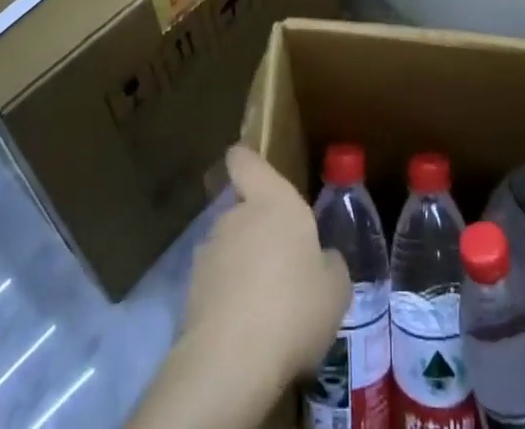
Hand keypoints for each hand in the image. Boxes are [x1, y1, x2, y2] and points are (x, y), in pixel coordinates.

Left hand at [182, 145, 352, 386]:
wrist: (231, 362)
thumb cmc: (294, 306)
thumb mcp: (335, 287)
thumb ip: (330, 263)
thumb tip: (322, 259)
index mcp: (273, 200)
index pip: (246, 161)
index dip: (245, 161)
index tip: (249, 169)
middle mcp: (236, 216)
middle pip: (241, 212)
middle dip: (255, 234)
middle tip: (279, 268)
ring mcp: (208, 255)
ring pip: (226, 252)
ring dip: (239, 270)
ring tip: (263, 309)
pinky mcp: (189, 296)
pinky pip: (214, 290)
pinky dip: (226, 304)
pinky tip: (245, 334)